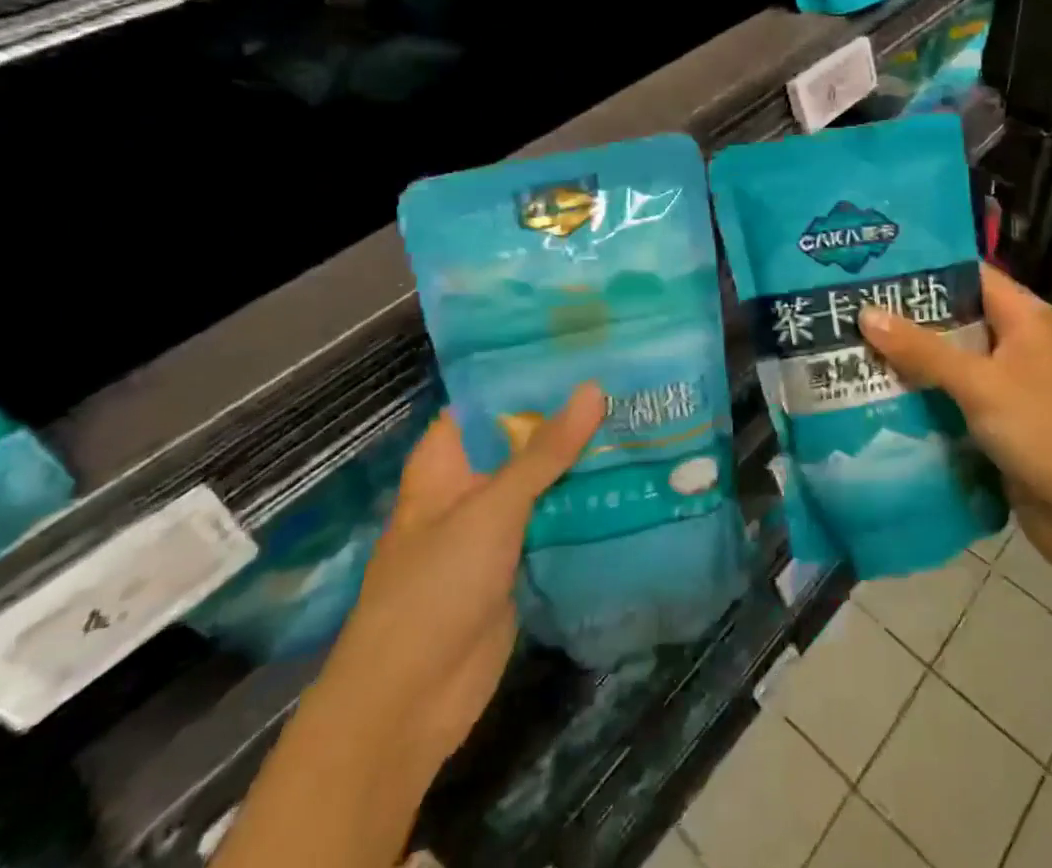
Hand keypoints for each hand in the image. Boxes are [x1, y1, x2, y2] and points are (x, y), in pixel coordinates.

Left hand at [321, 383, 604, 767]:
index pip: (490, 399)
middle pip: (524, 439)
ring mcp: (495, 527)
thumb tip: (594, 389)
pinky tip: (633, 478)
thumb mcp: (491, 509)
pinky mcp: (519, 562)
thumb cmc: (434, 588)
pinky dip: (586, 503)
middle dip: (571, 416)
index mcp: (447, 461)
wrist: (409, 705)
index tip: (585, 346)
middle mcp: (470, 486)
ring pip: (545, 480)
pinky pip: (556, 520)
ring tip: (642, 416)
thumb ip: (544, 452)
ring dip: (584, 459)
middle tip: (630, 378)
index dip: (531, 372)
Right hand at [858, 266, 1051, 575]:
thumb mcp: (978, 384)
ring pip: (949, 353)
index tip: (875, 265)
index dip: (924, 266)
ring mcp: (1004, 377)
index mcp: (1022, 316)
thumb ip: (922, 349)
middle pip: (954, 313)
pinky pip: (951, 388)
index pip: (968, 273)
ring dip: (909, 352)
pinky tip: (879, 385)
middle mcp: (1014, 338)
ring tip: (853, 339)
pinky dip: (921, 386)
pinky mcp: (994, 412)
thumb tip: (865, 313)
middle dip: (907, 312)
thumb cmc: (1040, 431)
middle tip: (851, 303)